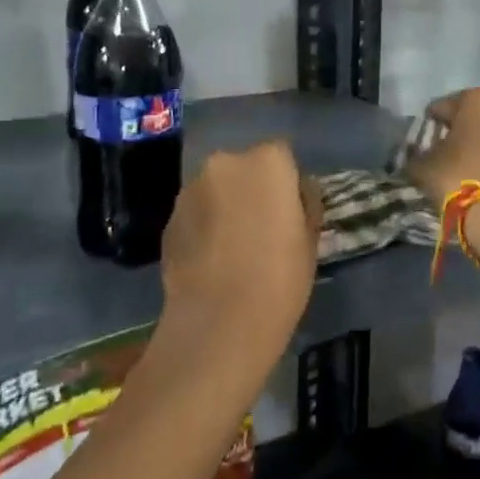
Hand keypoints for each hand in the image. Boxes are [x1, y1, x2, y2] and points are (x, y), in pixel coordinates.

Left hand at [158, 142, 319, 349]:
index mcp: (267, 162)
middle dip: (251, 189)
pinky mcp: (168, 218)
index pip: (282, 155)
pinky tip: (212, 259)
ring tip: (234, 247)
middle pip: (244, 168)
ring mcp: (191, 189)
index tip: (289, 211)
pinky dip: (203, 226)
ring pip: (217, 189)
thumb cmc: (279, 277)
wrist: (218, 323)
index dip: (286, 183)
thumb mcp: (310, 239)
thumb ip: (305, 203)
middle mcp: (225, 163)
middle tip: (262, 227)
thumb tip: (298, 191)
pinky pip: (196, 213)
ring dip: (225, 206)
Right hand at [405, 88, 479, 205]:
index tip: (422, 140)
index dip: (430, 123)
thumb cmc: (459, 177)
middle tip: (445, 152)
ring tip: (466, 167)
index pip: (444, 106)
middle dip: (461, 131)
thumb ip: (417, 156)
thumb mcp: (424, 166)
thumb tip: (415, 157)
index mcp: (478, 98)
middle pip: (475, 117)